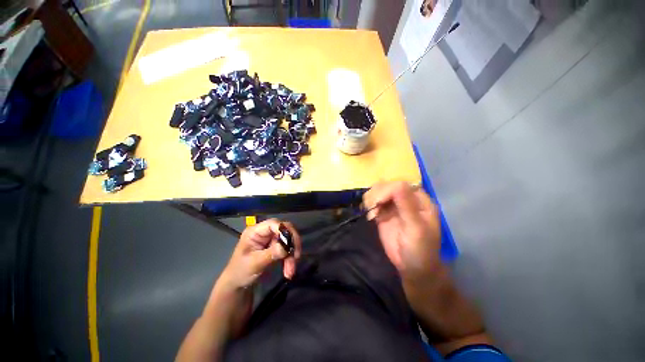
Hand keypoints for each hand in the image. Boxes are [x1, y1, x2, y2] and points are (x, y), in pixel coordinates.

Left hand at [206, 220, 301, 338]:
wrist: (237, 285)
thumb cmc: (240, 272)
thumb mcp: (255, 263)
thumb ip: (271, 253)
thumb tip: (287, 246)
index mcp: (255, 231)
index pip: (274, 224)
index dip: (285, 231)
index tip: (291, 245)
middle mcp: (264, 232)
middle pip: (284, 230)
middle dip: (292, 243)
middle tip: (296, 256)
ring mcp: (270, 239)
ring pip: (288, 240)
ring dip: (291, 255)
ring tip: (290, 271)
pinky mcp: (275, 246)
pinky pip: (287, 248)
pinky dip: (289, 258)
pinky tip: (288, 270)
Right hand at [363, 182, 440, 283]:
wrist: (412, 268)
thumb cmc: (420, 249)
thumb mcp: (416, 228)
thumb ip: (407, 205)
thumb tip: (397, 183)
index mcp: (419, 200)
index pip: (401, 184)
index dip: (388, 189)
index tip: (378, 202)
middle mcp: (405, 199)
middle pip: (387, 185)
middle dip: (377, 194)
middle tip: (372, 208)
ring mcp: (393, 205)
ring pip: (378, 191)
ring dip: (371, 198)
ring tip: (371, 212)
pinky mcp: (383, 213)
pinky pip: (372, 202)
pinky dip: (368, 205)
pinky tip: (370, 215)